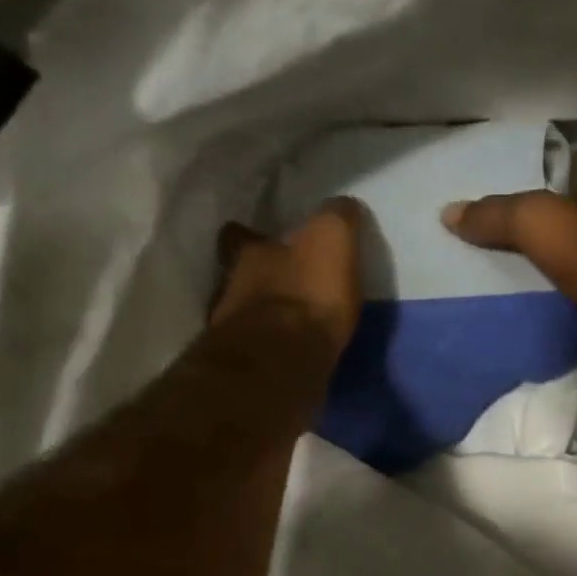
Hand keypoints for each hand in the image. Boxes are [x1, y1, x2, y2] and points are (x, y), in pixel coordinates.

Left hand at [213, 197, 364, 358]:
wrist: (282, 364)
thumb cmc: (307, 295)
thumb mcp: (331, 240)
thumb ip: (336, 219)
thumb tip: (343, 206)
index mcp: (250, 254)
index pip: (238, 235)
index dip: (248, 235)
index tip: (260, 238)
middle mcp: (233, 288)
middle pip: (240, 277)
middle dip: (259, 279)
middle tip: (283, 284)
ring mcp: (234, 332)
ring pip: (245, 314)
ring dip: (264, 316)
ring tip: (289, 322)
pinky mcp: (247, 369)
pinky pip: (259, 351)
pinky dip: (271, 350)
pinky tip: (289, 354)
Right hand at [442, 153, 576, 375]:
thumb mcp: (537, 222)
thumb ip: (495, 215)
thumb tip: (448, 212)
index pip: (565, 166)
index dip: (538, 169)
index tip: (504, 180)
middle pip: (566, 216)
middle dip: (534, 225)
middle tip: (487, 237)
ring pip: (571, 259)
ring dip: (544, 268)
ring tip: (496, 277)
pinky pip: (576, 298)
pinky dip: (556, 303)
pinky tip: (527, 312)